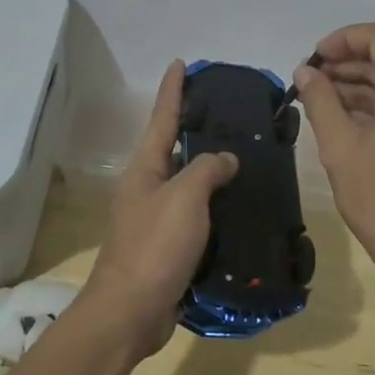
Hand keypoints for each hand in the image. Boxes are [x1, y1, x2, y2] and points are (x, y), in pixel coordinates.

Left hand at [83, 61, 238, 358]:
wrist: (131, 312)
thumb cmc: (155, 246)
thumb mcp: (185, 197)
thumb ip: (208, 169)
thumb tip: (225, 159)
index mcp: (146, 168)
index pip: (162, 117)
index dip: (173, 89)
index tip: (181, 63)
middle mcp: (147, 187)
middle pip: (174, 148)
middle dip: (196, 128)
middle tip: (229, 112)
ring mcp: (155, 218)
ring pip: (188, 183)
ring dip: (211, 170)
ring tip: (244, 155)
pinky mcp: (168, 246)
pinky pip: (196, 216)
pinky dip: (215, 206)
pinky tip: (239, 206)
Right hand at [292, 22, 374, 287]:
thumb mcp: (340, 147)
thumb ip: (320, 100)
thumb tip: (305, 71)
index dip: (345, 39)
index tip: (315, 59)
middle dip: (346, 64)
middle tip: (308, 79)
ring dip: (356, 84)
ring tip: (316, 96)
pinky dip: (372, 104)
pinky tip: (339, 113)